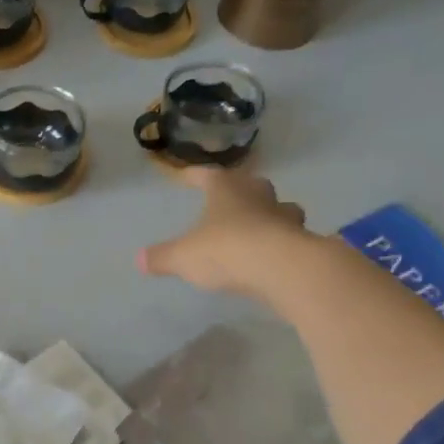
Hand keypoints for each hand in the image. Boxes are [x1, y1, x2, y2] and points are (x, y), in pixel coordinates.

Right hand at [138, 168, 312, 298]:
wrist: (282, 269)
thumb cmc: (226, 250)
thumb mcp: (184, 257)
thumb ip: (163, 257)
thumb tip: (139, 259)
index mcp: (226, 189)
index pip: (207, 175)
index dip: (195, 176)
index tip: (186, 176)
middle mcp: (258, 195)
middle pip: (251, 185)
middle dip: (241, 191)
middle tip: (231, 199)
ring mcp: (285, 217)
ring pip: (279, 208)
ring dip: (270, 214)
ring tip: (259, 226)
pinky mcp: (303, 241)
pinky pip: (291, 236)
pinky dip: (282, 242)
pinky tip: (274, 255)